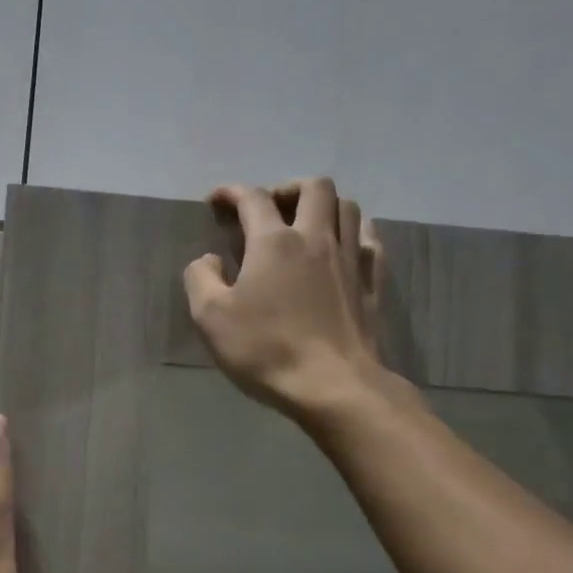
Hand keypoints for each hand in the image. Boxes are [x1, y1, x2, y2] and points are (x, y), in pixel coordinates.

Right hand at [184, 178, 387, 423]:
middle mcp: (316, 238)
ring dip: (323, 205)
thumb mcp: (210, 317)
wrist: (332, 385)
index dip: (232, 193)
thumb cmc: (265, 349)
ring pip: (347, 207)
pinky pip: (369, 240)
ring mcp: (350, 259)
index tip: (217, 200)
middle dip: (287, 189)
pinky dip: (353, 232)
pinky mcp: (372, 283)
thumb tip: (209, 259)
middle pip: (314, 188)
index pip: (253, 199)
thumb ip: (200, 278)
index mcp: (273, 242)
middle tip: (269, 210)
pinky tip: (342, 246)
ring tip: (304, 225)